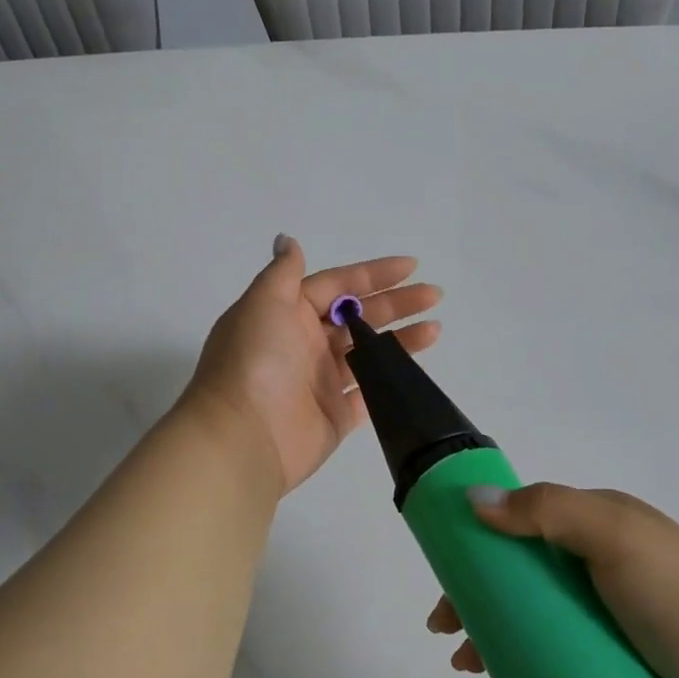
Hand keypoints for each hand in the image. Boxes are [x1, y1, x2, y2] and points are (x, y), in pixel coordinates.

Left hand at [182, 235, 441, 495]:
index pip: (337, 285)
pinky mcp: (335, 415)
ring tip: (435, 329)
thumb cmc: (254, 362)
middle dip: (396, 303)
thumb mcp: (263, 303)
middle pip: (358, 316)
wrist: (243, 437)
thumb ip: (282, 272)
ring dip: (400, 339)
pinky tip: (417, 369)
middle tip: (433, 295)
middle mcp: (305, 343)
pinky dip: (391, 380)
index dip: (373, 274)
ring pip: (369, 353)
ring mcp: (321, 380)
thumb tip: (287, 240)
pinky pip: (369, 392)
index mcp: (288, 313)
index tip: (412, 266)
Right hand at [427, 483, 678, 677]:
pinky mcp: (615, 671)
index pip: (523, 523)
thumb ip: (546, 510)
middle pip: (521, 578)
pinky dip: (520, 671)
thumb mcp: (615, 536)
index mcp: (601, 526)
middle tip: (449, 637)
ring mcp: (609, 623)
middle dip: (477, 601)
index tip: (446, 582)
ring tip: (469, 672)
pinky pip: (553, 663)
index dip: (478, 545)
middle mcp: (601, 569)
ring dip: (492, 639)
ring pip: (533, 624)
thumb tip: (472, 498)